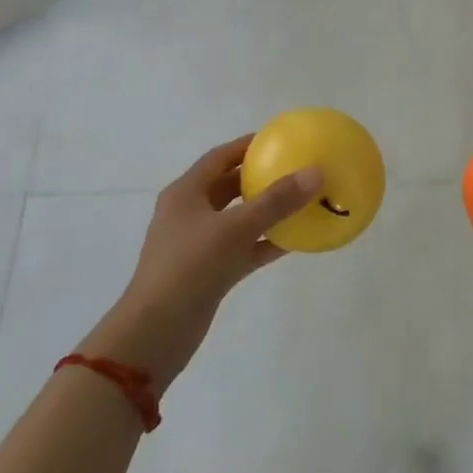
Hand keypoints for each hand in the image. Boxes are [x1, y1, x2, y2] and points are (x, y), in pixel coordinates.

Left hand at [83, 136, 319, 392]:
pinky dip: (265, 243)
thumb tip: (316, 172)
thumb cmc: (190, 267)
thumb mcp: (235, 228)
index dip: (248, 146)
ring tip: (301, 202)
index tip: (280, 140)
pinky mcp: (208, 272)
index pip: (220, 157)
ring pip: (238, 219)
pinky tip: (295, 241)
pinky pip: (243, 248)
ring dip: (266, 212)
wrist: (156, 332)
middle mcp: (190, 214)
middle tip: (295, 170)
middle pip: (229, 186)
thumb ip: (276, 201)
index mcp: (186, 193)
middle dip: (260, 178)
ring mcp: (198, 245)